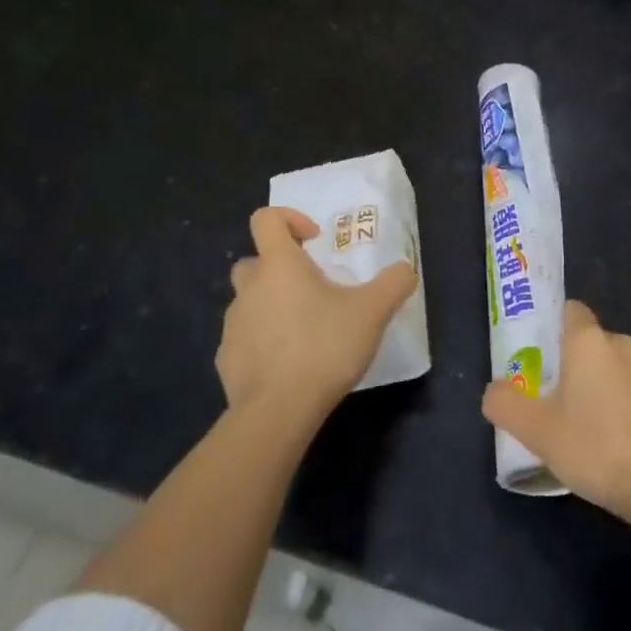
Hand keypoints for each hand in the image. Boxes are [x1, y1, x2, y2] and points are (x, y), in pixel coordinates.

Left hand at [217, 207, 417, 421]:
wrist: (277, 412)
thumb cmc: (324, 347)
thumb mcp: (373, 311)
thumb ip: (394, 283)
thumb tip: (405, 270)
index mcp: (279, 265)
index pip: (266, 219)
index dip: (290, 219)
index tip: (315, 241)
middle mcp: (249, 288)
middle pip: (254, 261)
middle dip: (280, 268)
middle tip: (312, 289)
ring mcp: (233, 325)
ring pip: (249, 302)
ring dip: (272, 307)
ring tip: (305, 332)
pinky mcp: (226, 360)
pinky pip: (245, 340)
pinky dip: (263, 343)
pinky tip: (288, 366)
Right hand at [482, 300, 630, 524]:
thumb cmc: (594, 447)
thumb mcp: (536, 430)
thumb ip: (505, 404)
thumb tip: (495, 391)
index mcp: (589, 340)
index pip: (569, 310)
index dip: (551, 327)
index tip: (537, 356)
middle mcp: (621, 343)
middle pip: (588, 342)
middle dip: (570, 364)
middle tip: (550, 399)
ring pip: (611, 367)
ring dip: (597, 385)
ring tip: (581, 425)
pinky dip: (620, 404)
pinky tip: (612, 440)